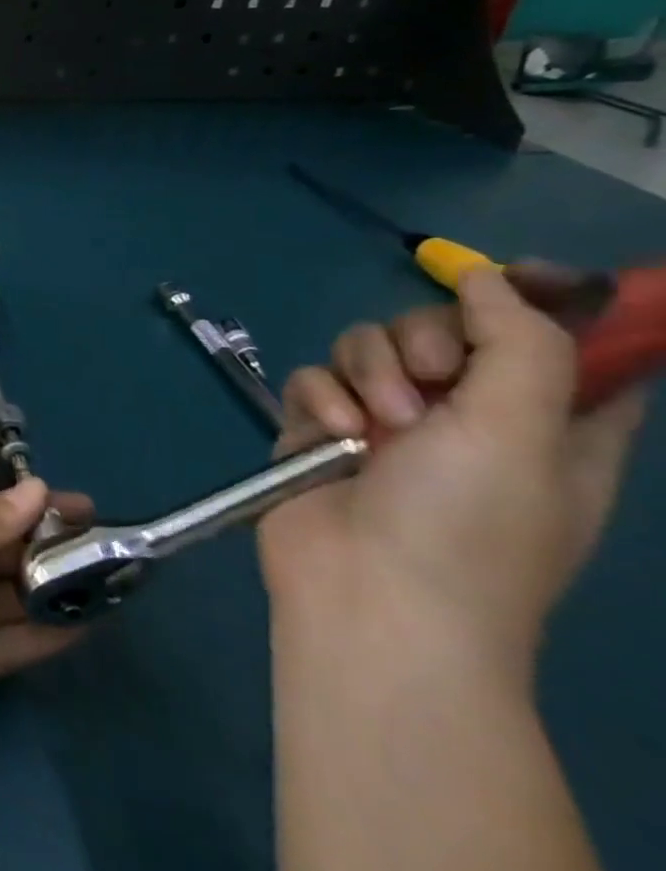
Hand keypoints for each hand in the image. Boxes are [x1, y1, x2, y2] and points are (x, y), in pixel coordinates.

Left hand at [0, 480, 93, 773]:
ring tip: (111, 579)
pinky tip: (88, 621)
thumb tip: (37, 487)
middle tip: (108, 545)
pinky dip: (47, 632)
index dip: (25, 506)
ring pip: (9, 595)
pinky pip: (13, 640)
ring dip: (52, 588)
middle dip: (45, 547)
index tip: (79, 505)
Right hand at [259, 265, 645, 677]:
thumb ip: (518, 342)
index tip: (502, 279)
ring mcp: (386, 421)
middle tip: (426, 381)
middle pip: (439, 328)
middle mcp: (466, 414)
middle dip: (421, 341)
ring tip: (371, 427)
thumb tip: (492, 276)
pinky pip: (313, 378)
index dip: (536, 304)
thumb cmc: (471, 525)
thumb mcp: (522, 430)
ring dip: (366, 374)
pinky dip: (320, 400)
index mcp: (545, 422)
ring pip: (365, 346)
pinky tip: (330, 437)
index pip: (557, 343)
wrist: (369, 594)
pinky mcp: (320, 427)